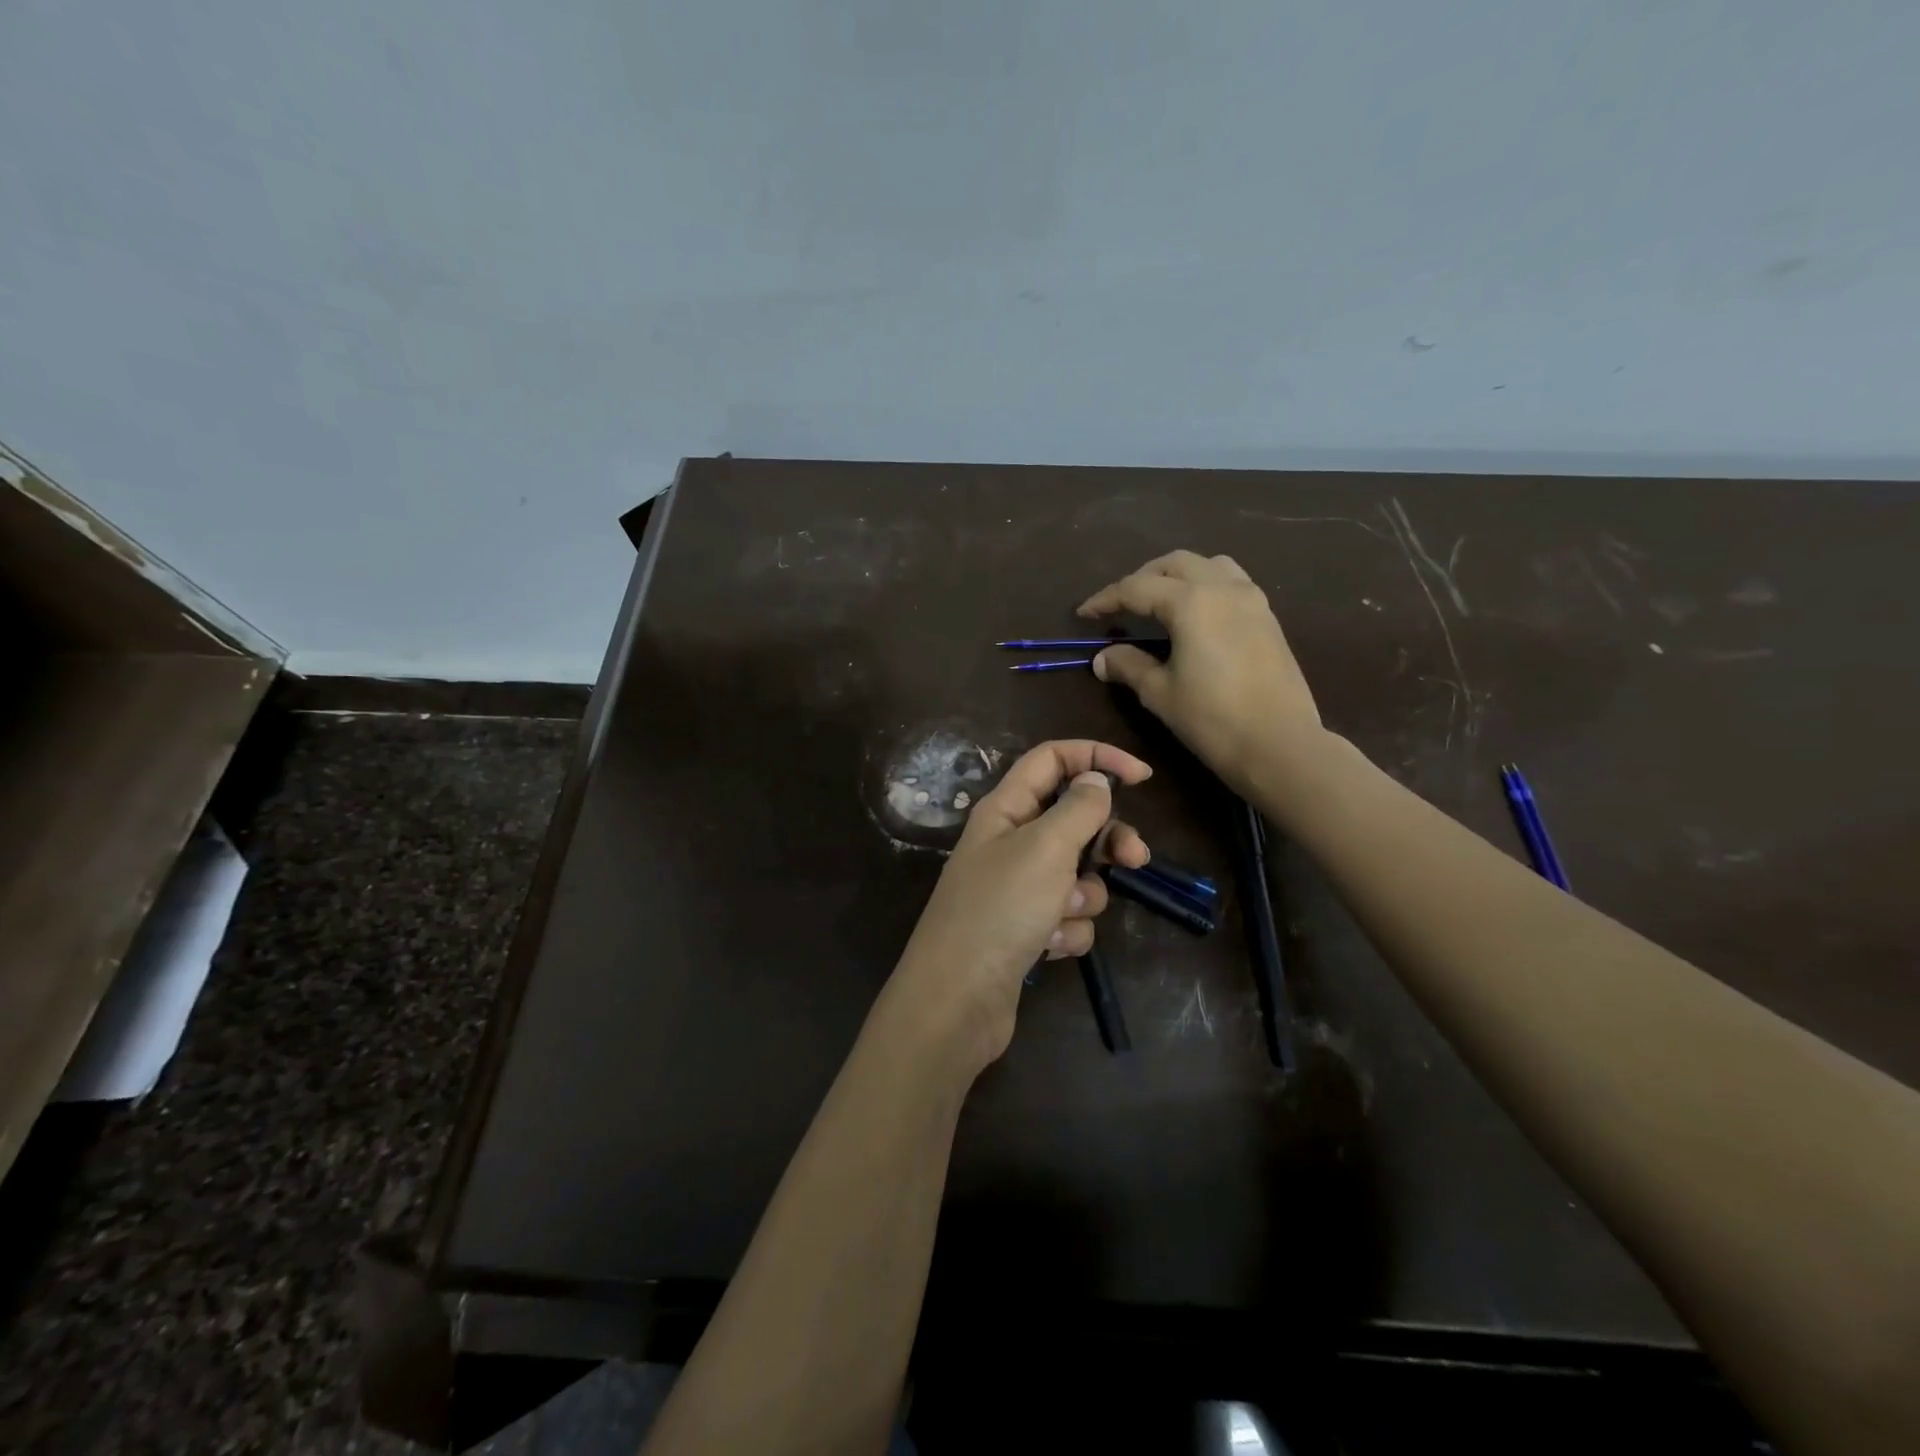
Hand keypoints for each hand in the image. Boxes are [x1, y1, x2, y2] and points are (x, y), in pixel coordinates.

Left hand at [887, 740, 1151, 1074]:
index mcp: (1005, 809)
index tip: (1142, 777)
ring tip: (1061, 914)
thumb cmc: (999, 910)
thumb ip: (1078, 809)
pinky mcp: (1026, 928)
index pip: (1052, 759)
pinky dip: (1066, 930)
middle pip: (1073, 819)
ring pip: (1077, 874)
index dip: (1096, 758)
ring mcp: (1018, 888)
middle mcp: (1010, 842)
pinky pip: (1067, 916)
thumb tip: (1096, 779)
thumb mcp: (1045, 848)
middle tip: (1136, 858)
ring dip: (1083, 895)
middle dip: (1107, 839)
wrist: (958, 1000)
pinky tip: (1046, 948)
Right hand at [1079, 550, 1322, 792]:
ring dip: (1177, 575)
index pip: (1136, 588)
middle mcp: (1223, 588)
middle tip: (1120, 606)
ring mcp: (1251, 599)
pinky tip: (1195, 615)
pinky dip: (1205, 586)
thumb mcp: (1160, 693)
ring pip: (1208, 565)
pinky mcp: (1267, 618)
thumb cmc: (1212, 719)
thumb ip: (1128, 666)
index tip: (1084, 614)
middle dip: (1141, 579)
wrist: (1280, 745)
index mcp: (1191, 602)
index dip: (1106, 599)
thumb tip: (1103, 657)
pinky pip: (1231, 582)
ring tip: (1159, 602)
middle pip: (1174, 564)